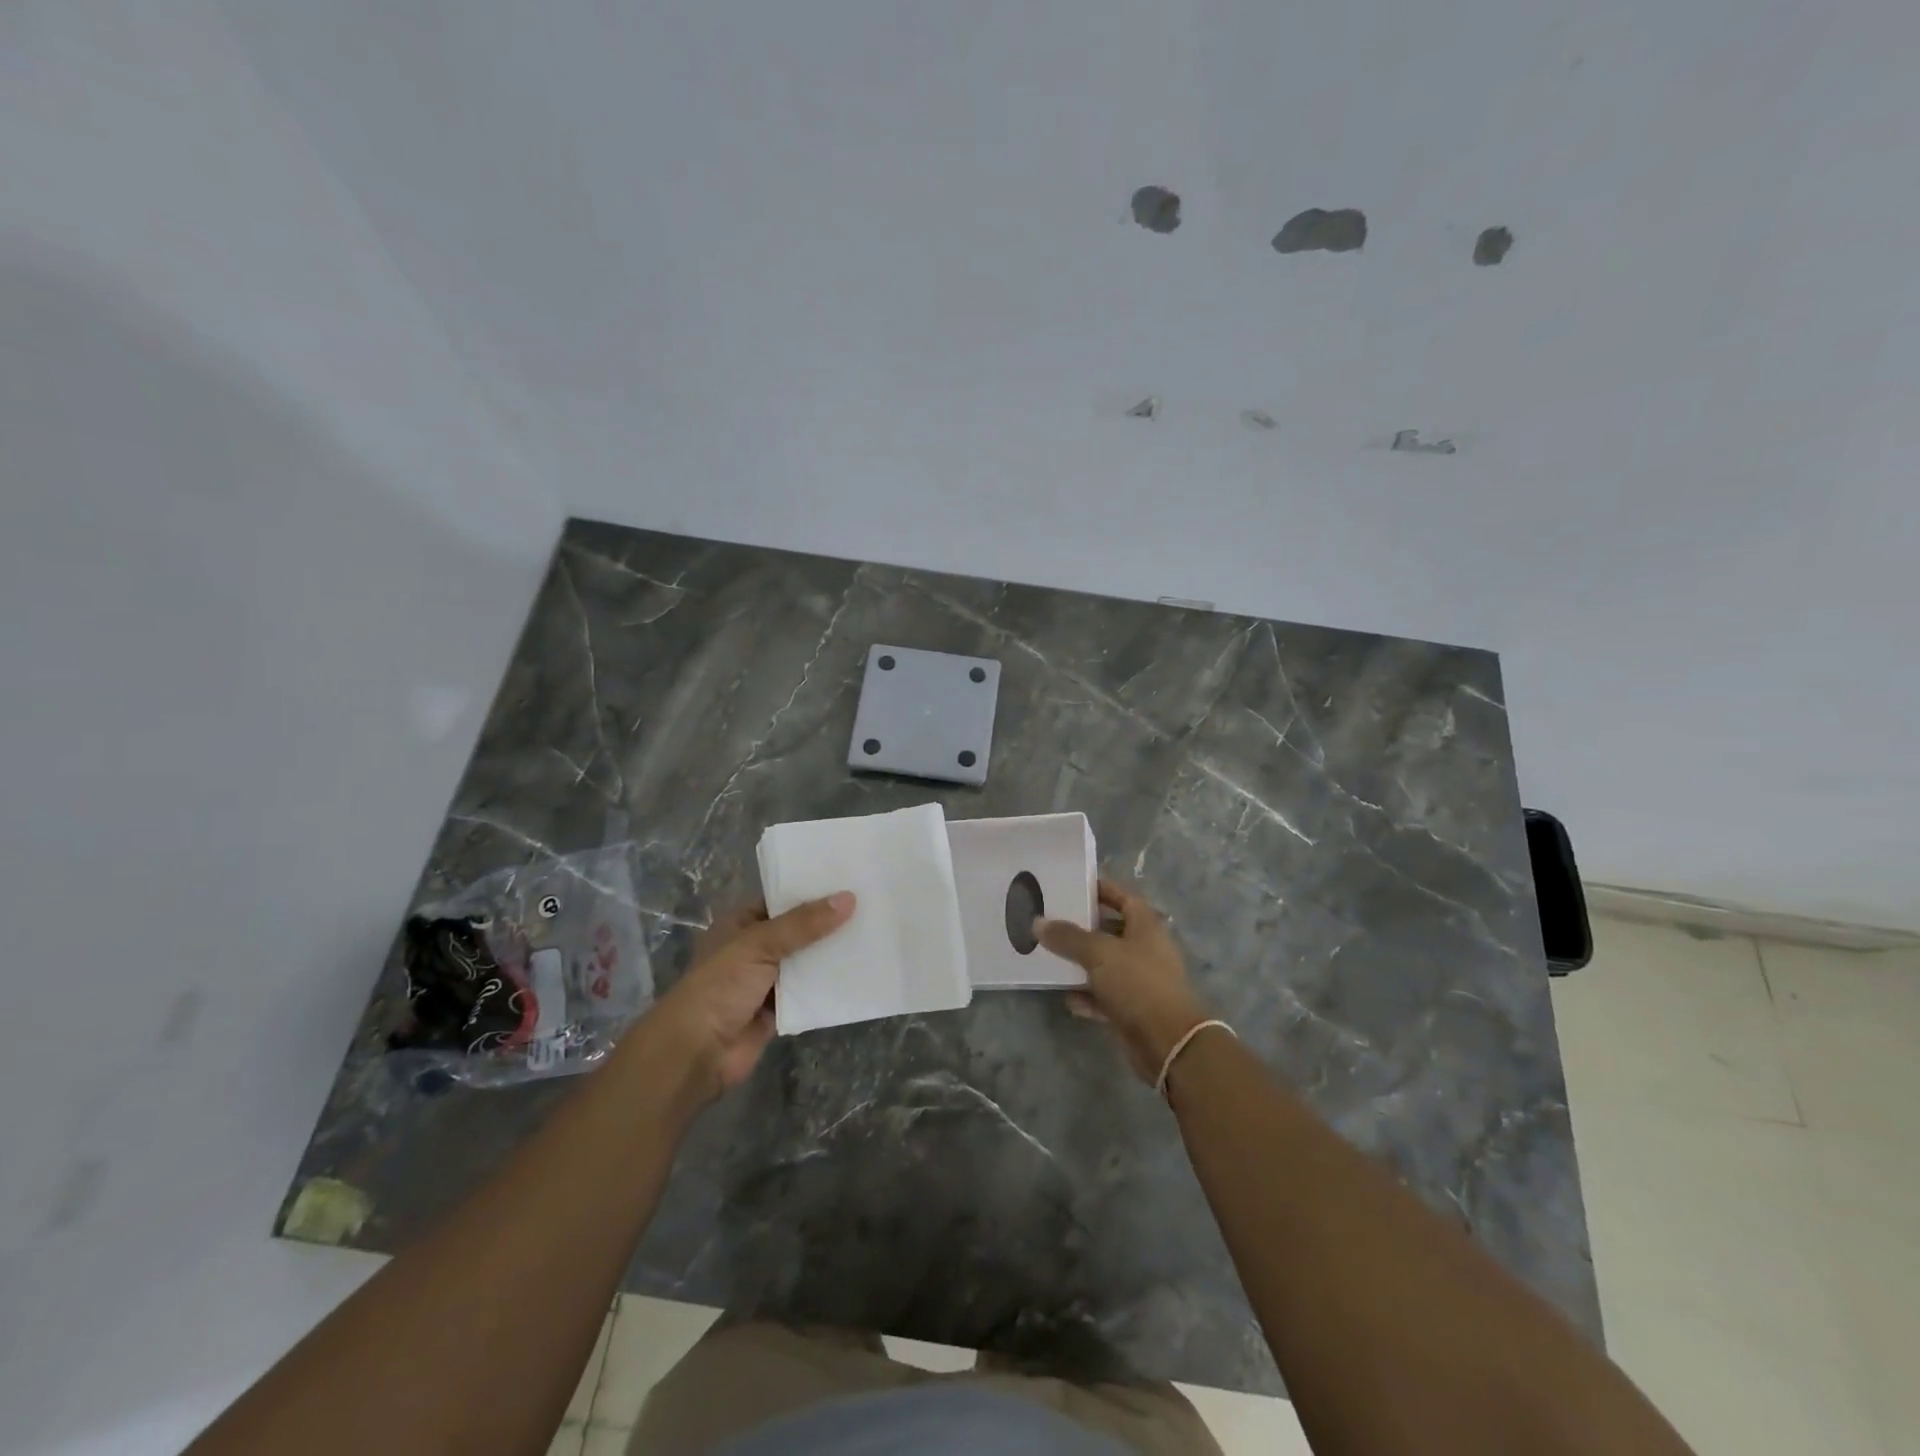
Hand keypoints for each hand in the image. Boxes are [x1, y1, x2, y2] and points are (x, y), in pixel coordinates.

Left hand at [644, 892, 854, 1104]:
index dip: (811, 890)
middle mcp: (754, 949)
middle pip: (798, 930)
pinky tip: (861, 972)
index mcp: (741, 924)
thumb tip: (848, 898)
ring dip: (832, 954)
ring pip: (807, 962)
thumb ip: (803, 924)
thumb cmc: (720, 986)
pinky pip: (810, 992)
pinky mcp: (779, 1010)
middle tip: (871, 904)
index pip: (781, 899)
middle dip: (828, 923)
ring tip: (874, 934)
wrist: (696, 1053)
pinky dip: (830, 986)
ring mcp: (767, 981)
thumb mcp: (760, 944)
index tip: (849, 880)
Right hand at [1037, 879, 1208, 1082]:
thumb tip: (1038, 922)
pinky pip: (1105, 996)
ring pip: (1105, 965)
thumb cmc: (1137, 983)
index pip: (1123, 897)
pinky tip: (1066, 997)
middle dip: (1083, 927)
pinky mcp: (1133, 1009)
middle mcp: (1145, 949)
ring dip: (1082, 963)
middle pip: (1111, 930)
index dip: (1100, 889)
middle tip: (1051, 920)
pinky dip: (1087, 996)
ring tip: (1050, 956)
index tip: (1072, 885)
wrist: (1169, 1042)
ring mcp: (1140, 980)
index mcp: (1145, 926)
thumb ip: (1068, 937)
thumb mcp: (1099, 953)